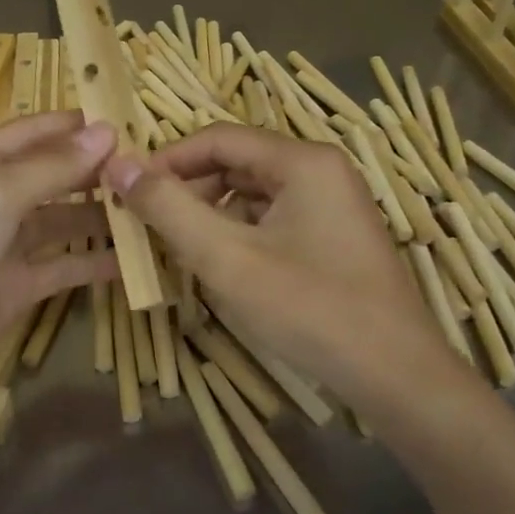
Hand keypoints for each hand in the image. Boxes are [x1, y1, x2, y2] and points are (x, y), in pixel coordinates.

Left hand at [0, 111, 117, 452]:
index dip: (71, 126)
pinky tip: (131, 262)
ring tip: (151, 212)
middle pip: (46, 178)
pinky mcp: (7, 294)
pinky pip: (57, 270)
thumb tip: (106, 132)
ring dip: (98, 218)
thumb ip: (50, 167)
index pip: (27, 134)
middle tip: (150, 171)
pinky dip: (90, 265)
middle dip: (92, 173)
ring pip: (57, 225)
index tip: (126, 120)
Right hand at [106, 125, 453, 412]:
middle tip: (148, 225)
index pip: (218, 138)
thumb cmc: (309, 308)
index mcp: (302, 161)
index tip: (127, 190)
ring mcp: (334, 206)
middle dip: (189, 190)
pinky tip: (222, 267)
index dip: (167, 160)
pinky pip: (275, 220)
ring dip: (212, 215)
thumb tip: (119, 164)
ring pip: (254, 195)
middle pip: (237, 163)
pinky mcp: (335, 238)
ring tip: (178, 249)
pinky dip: (240, 235)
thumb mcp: (226, 258)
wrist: (396, 375)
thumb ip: (169, 208)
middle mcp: (322, 171)